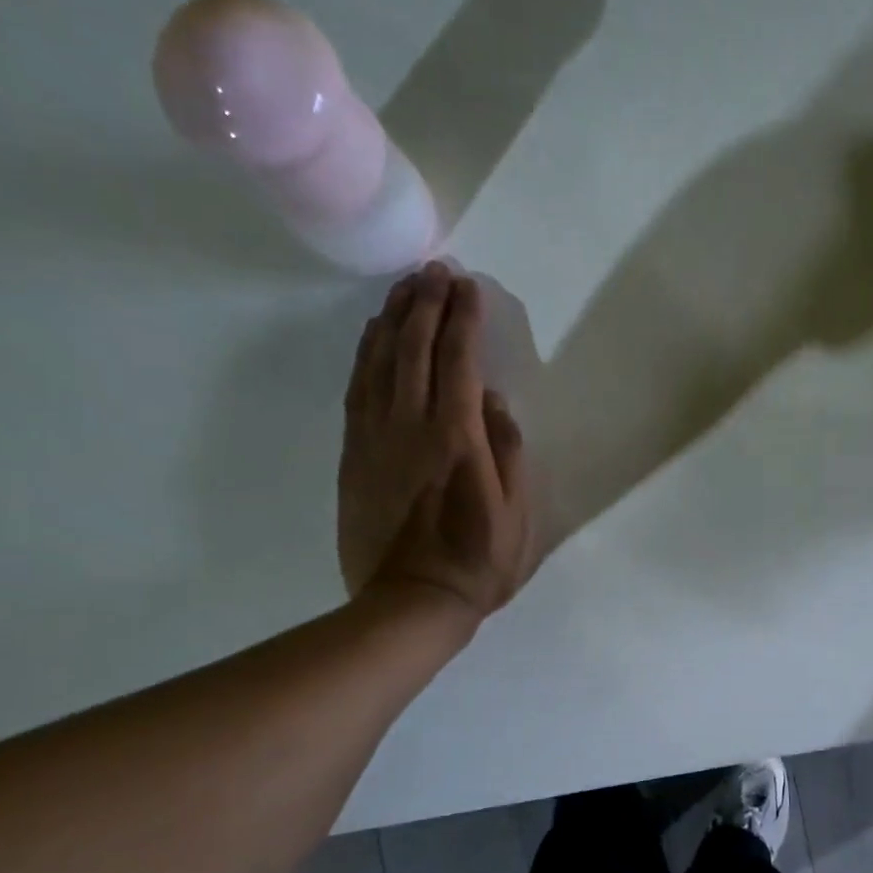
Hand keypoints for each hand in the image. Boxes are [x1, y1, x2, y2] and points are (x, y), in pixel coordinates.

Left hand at [338, 262, 533, 619]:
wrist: (411, 601)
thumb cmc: (478, 560)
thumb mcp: (517, 512)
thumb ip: (508, 450)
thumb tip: (493, 401)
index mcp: (457, 437)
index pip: (458, 359)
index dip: (463, 318)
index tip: (468, 285)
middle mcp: (411, 425)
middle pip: (413, 347)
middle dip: (426, 303)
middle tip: (435, 271)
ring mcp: (375, 437)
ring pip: (379, 362)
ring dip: (392, 319)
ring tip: (405, 288)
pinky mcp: (354, 454)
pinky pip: (357, 389)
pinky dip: (367, 355)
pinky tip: (374, 336)